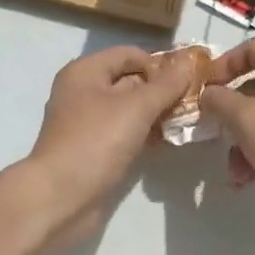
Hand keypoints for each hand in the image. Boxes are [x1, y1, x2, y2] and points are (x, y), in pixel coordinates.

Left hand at [24, 47, 194, 246]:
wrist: (59, 200)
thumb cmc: (95, 142)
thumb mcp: (136, 108)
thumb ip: (165, 85)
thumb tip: (188, 63)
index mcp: (86, 71)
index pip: (129, 54)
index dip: (159, 63)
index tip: (189, 78)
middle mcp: (84, 92)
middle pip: (130, 80)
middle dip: (162, 90)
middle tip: (195, 101)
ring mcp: (88, 123)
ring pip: (130, 109)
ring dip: (157, 114)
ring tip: (189, 121)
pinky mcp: (94, 150)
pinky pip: (125, 133)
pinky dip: (146, 134)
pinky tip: (170, 141)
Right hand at [200, 38, 254, 242]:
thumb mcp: (247, 121)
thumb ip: (220, 102)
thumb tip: (208, 93)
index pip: (252, 48)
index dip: (225, 63)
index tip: (206, 87)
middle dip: (230, 110)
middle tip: (212, 130)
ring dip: (243, 139)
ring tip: (231, 170)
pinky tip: (247, 180)